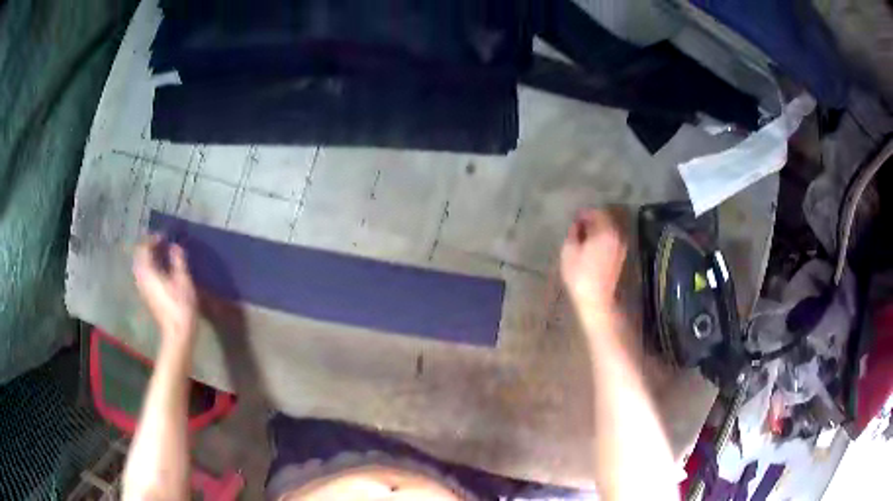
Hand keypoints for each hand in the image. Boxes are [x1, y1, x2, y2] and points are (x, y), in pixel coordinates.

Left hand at [133, 235, 197, 344]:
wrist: (177, 333)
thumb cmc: (181, 306)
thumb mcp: (183, 280)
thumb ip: (178, 260)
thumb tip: (174, 246)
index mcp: (148, 272)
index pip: (144, 248)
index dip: (153, 239)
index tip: (165, 236)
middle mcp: (141, 278)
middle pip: (139, 257)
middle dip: (148, 247)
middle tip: (161, 243)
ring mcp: (143, 289)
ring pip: (140, 266)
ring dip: (148, 258)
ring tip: (161, 255)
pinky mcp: (147, 296)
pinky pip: (143, 275)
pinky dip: (150, 268)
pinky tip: (161, 270)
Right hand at [560, 208, 627, 312]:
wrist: (596, 298)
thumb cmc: (580, 275)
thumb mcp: (569, 250)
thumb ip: (573, 232)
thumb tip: (577, 225)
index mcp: (604, 230)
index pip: (595, 212)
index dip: (583, 213)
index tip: (574, 218)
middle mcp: (616, 235)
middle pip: (605, 219)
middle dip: (592, 219)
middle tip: (578, 225)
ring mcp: (620, 245)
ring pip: (609, 229)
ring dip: (598, 228)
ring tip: (585, 235)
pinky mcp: (620, 256)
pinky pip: (611, 239)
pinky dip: (603, 237)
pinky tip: (593, 245)